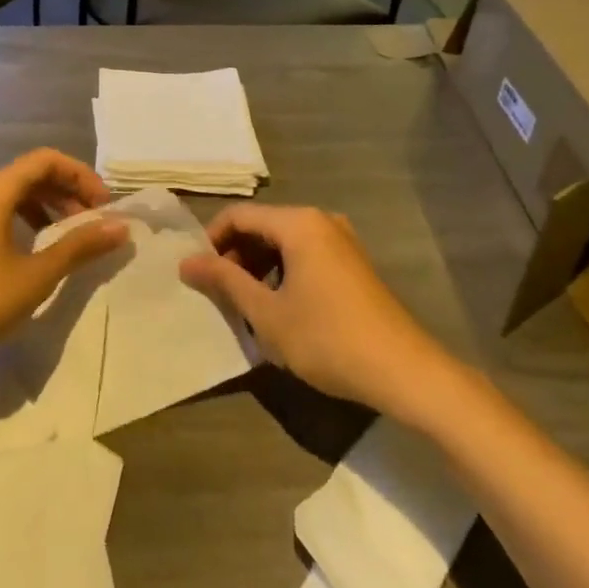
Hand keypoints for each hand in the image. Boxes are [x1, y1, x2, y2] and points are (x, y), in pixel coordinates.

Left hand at [0, 149, 126, 381]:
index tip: (103, 206)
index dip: (80, 175)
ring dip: (39, 208)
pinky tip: (15, 246)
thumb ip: (80, 247)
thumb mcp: (36, 276)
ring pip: (4, 195)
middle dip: (63, 193)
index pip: (46, 160)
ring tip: (59, 237)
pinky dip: (10, 221)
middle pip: (26, 175)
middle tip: (89, 223)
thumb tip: (121, 226)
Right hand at [179, 205, 446, 417]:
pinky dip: (283, 272)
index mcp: (298, 223)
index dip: (211, 241)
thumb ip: (224, 281)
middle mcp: (321, 221)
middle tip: (219, 293)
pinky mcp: (353, 263)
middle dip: (235, 255)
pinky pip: (305, 254)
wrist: (402, 370)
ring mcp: (341, 241)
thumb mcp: (266, 312)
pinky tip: (278, 307)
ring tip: (245, 304)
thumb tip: (185, 261)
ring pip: (284, 242)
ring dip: (258, 266)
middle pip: (262, 225)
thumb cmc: (326, 338)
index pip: (238, 216)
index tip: (196, 274)